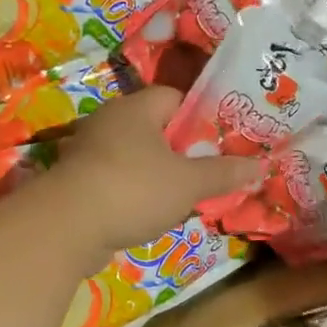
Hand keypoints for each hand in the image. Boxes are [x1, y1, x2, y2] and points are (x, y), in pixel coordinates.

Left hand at [41, 86, 262, 255]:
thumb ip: (224, 173)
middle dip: (181, 150)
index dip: (200, 117)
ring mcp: (88, 151)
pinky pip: (115, 179)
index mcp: (136, 108)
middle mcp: (109, 121)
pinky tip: (149, 214)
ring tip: (183, 196)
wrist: (65, 228)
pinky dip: (133, 192)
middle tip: (207, 171)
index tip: (219, 141)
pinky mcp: (76, 181)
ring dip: (157, 174)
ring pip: (135, 156)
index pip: (175, 97)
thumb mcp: (189, 183)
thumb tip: (261, 165)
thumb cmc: (134, 190)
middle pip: (155, 128)